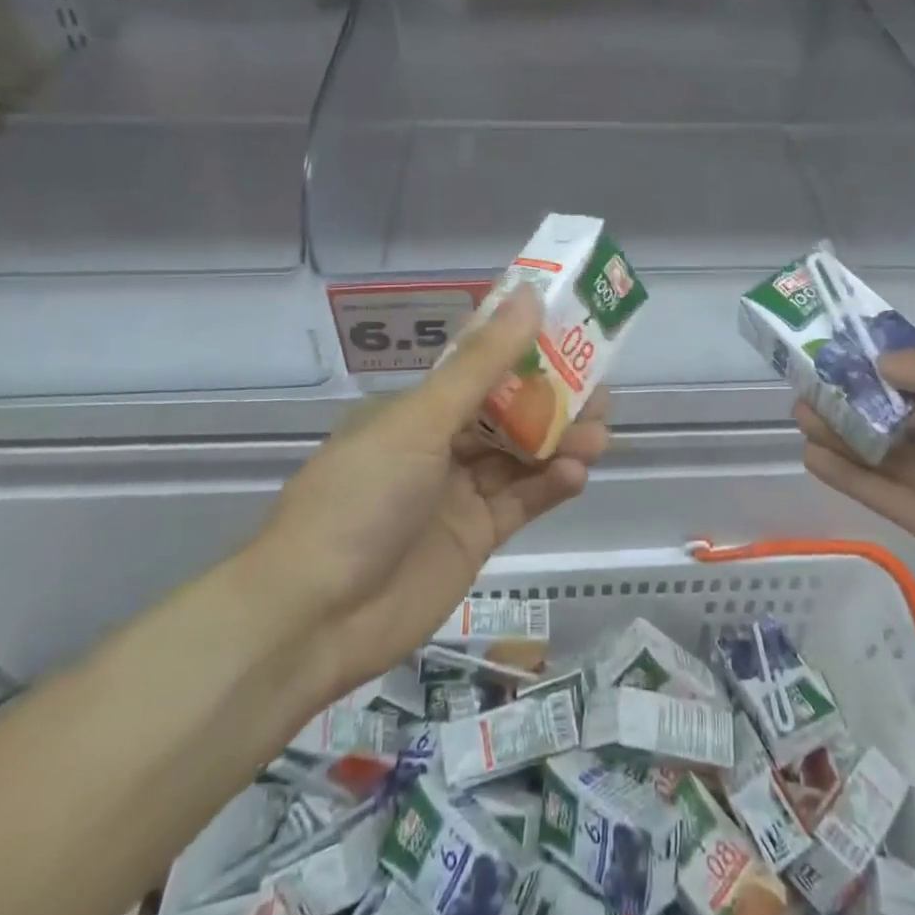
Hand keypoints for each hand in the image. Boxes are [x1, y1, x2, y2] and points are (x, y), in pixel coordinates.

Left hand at [253, 285, 607, 700]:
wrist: (314, 617)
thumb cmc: (362, 497)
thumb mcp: (422, 421)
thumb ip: (482, 364)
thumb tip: (529, 296)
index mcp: (418, 409)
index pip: (481, 367)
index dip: (526, 350)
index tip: (571, 333)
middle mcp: (439, 445)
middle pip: (509, 413)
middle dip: (555, 401)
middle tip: (600, 392)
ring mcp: (458, 494)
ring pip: (522, 457)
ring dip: (561, 443)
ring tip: (599, 434)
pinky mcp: (475, 539)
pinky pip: (522, 502)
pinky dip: (550, 486)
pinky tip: (576, 474)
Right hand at [796, 340, 914, 649]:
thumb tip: (883, 363)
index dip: (888, 365)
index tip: (846, 351)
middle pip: (900, 416)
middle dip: (856, 398)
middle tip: (809, 382)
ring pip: (886, 454)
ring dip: (843, 433)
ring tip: (800, 411)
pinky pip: (886, 495)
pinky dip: (850, 475)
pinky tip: (814, 455)